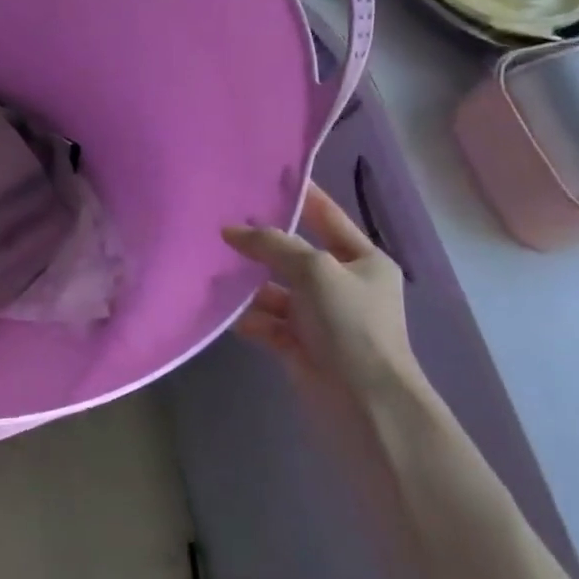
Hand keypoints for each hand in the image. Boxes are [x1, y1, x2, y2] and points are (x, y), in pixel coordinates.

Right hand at [223, 183, 421, 401]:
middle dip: (262, 243)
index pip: (327, 216)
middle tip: (221, 222)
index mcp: (363, 260)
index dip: (301, 195)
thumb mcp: (315, 270)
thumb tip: (230, 230)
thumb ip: (272, 244)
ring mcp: (321, 317)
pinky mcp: (300, 345)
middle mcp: (343, 285)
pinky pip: (267, 322)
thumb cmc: (350, 324)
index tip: (266, 175)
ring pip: (276, 290)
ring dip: (250, 284)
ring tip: (214, 270)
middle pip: (295, 254)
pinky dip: (249, 318)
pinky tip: (226, 314)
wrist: (364, 403)